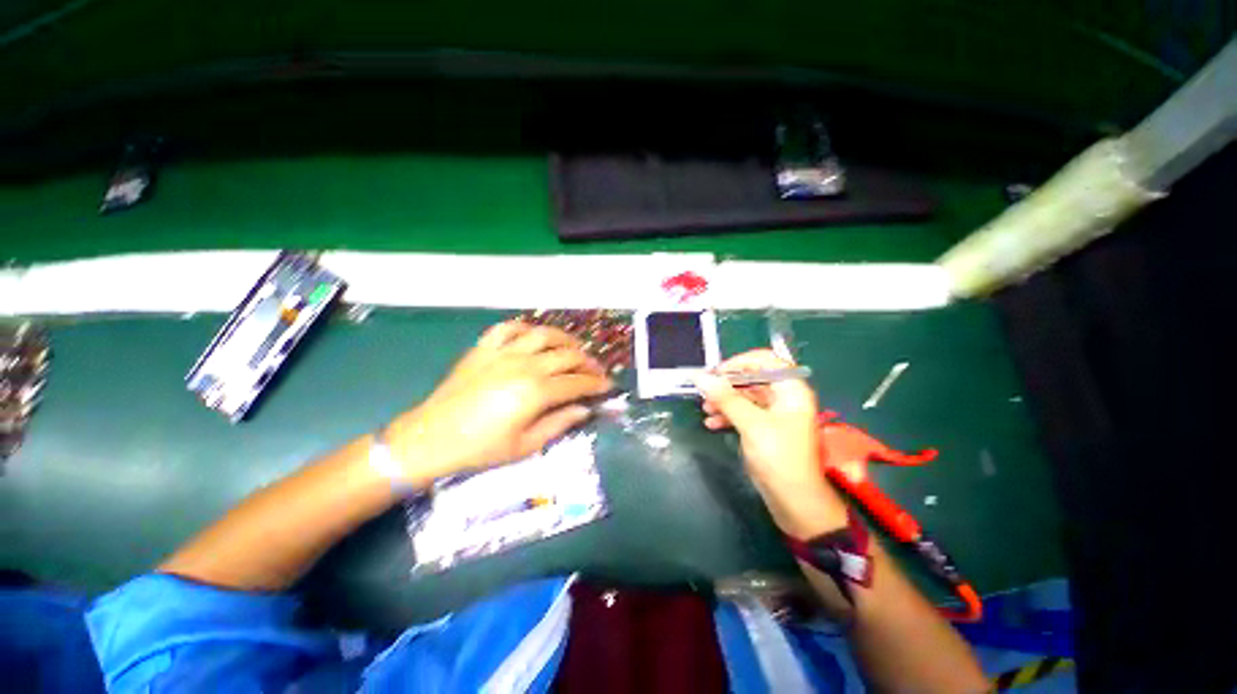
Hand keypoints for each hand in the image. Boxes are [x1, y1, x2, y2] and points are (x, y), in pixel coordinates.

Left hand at [387, 321, 611, 478]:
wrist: (431, 438)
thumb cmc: (481, 448)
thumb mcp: (526, 445)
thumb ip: (559, 424)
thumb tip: (584, 409)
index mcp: (536, 392)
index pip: (577, 383)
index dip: (597, 384)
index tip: (608, 386)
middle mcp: (525, 365)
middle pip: (567, 355)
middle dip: (588, 362)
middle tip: (595, 371)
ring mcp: (503, 352)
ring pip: (544, 335)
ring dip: (565, 339)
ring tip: (573, 348)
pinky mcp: (484, 348)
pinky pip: (509, 328)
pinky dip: (526, 328)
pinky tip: (534, 337)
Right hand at [695, 349, 848, 537]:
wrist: (795, 502)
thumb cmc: (779, 458)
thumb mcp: (751, 424)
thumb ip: (725, 398)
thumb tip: (700, 377)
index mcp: (791, 390)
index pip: (765, 361)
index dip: (740, 363)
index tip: (716, 373)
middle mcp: (784, 397)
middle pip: (752, 378)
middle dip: (727, 384)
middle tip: (704, 391)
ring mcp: (774, 414)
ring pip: (745, 396)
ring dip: (724, 400)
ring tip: (705, 409)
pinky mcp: (765, 428)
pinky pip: (744, 413)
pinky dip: (728, 415)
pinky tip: (712, 424)